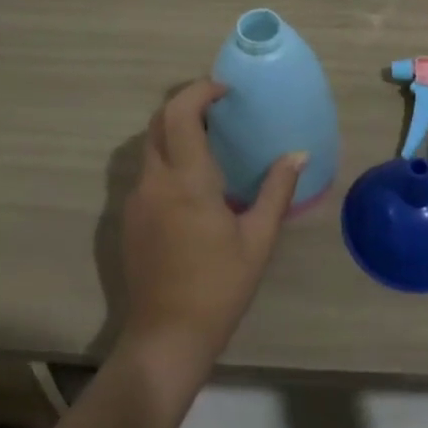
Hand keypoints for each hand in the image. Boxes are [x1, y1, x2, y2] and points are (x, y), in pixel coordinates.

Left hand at [118, 80, 304, 384]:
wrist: (166, 336)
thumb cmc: (219, 287)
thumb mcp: (258, 239)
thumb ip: (276, 191)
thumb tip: (298, 155)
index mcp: (187, 180)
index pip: (182, 113)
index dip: (200, 91)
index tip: (225, 91)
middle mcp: (155, 181)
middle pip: (159, 121)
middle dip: (186, 104)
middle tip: (218, 109)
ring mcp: (136, 199)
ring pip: (149, 145)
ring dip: (175, 130)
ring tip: (209, 140)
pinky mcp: (129, 218)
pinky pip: (146, 171)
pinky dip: (167, 157)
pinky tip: (192, 181)